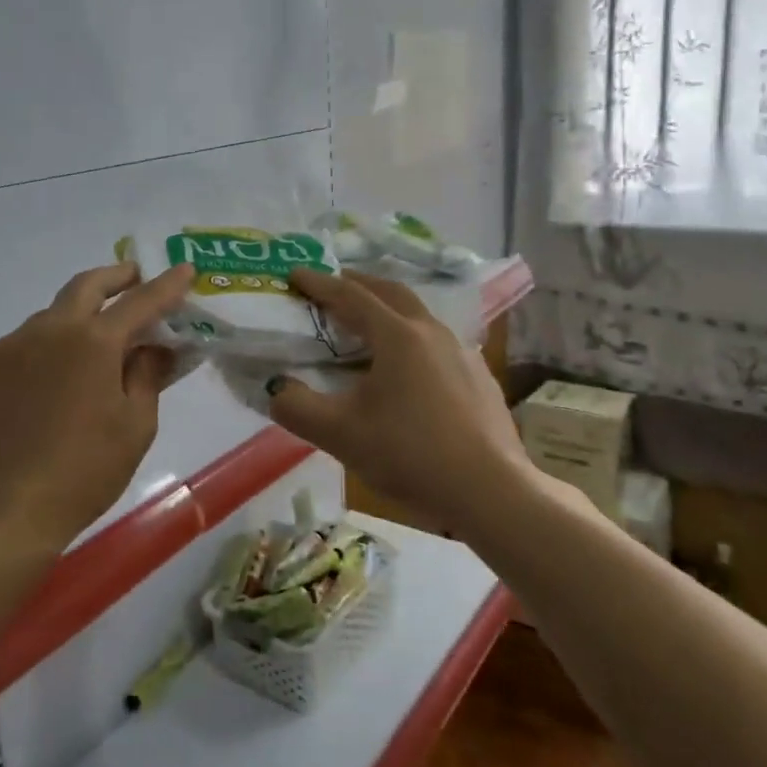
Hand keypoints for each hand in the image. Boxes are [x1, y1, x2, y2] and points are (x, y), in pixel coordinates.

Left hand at [0, 261, 194, 551]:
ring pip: (48, 318)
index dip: (167, 285)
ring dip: (75, 319)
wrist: (1, 513)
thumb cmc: (84, 473)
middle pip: (85, 286)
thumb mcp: (135, 426)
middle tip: (133, 277)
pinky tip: (45, 384)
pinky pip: (18, 348)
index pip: (140, 301)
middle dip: (115, 276)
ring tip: (88, 346)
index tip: (185, 269)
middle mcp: (47, 329)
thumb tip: (154, 346)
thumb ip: (147, 375)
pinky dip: (41, 352)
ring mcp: (6, 347)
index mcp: (93, 341)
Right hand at [266, 269, 528, 534]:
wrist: (491, 492)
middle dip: (357, 284)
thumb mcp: (339, 434)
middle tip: (331, 287)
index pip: (350, 296)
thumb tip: (275, 388)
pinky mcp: (479, 377)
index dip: (319, 284)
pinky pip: (436, 342)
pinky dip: (411, 337)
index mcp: (398, 336)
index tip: (294, 274)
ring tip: (367, 324)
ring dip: (387, 309)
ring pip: (418, 315)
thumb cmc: (411, 455)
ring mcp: (461, 352)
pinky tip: (407, 367)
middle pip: (390, 292)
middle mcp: (432, 332)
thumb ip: (296, 407)